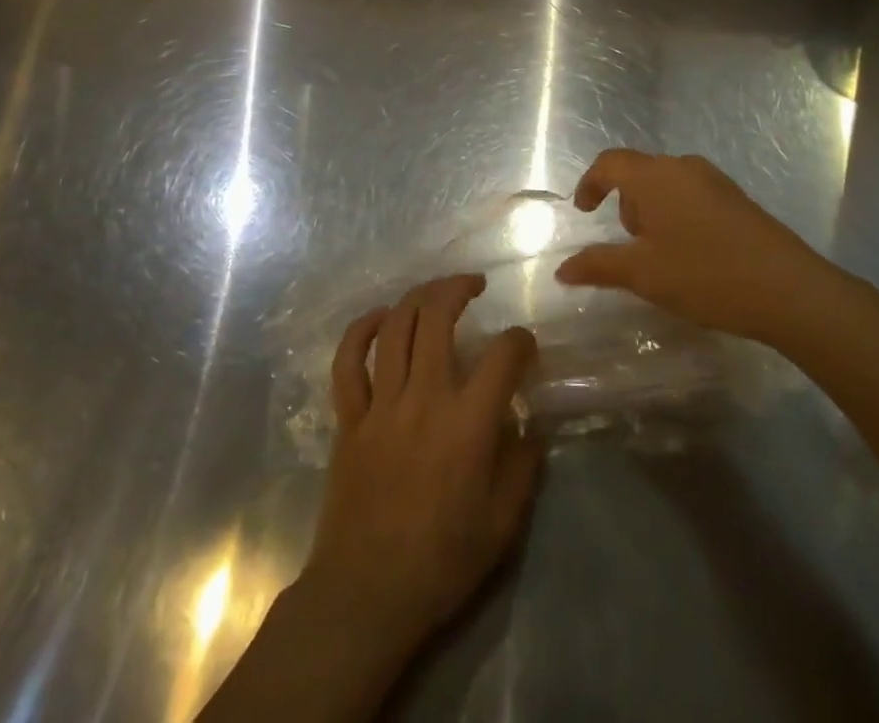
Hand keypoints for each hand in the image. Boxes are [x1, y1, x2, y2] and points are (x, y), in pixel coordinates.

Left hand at [301, 274, 542, 651]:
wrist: (366, 594)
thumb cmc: (441, 563)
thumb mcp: (502, 525)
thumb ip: (523, 468)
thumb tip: (530, 427)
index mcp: (467, 424)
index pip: (503, 356)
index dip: (520, 340)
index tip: (524, 345)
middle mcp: (423, 399)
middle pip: (437, 317)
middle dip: (458, 288)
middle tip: (474, 284)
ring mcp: (380, 404)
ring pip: (396, 327)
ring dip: (417, 297)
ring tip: (435, 291)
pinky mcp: (349, 417)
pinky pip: (349, 360)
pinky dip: (363, 330)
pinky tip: (381, 317)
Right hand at [554, 148, 845, 342]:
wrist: (790, 290)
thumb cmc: (705, 275)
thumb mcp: (643, 275)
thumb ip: (598, 266)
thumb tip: (562, 269)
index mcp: (654, 176)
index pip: (610, 162)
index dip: (590, 183)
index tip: (584, 211)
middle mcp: (683, 167)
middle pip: (640, 173)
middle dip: (626, 204)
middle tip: (629, 245)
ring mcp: (715, 180)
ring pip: (667, 184)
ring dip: (653, 211)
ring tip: (661, 254)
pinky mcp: (738, 198)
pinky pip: (692, 195)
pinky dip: (678, 215)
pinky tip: (692, 254)